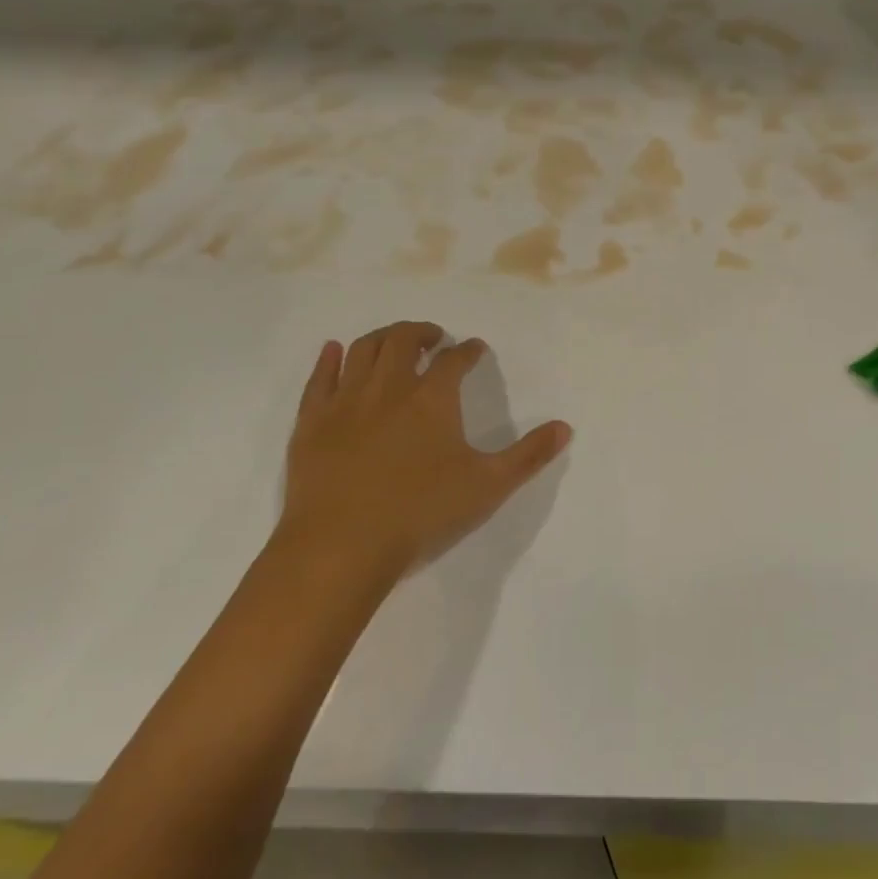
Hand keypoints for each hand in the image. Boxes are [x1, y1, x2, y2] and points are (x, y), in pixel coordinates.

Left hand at [280, 322, 570, 588]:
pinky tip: (334, 351)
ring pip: (363, 350)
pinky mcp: (311, 422)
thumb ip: (529, 455)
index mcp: (432, 398)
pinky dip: (329, 359)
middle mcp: (389, 387)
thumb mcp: (488, 486)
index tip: (475, 349)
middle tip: (434, 337)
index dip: (468, 350)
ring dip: (383, 337)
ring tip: (394, 340)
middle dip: (422, 332)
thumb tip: (565, 427)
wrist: (341, 546)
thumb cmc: (421, 512)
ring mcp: (346, 401)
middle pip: (404, 340)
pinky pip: (320, 378)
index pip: (455, 359)